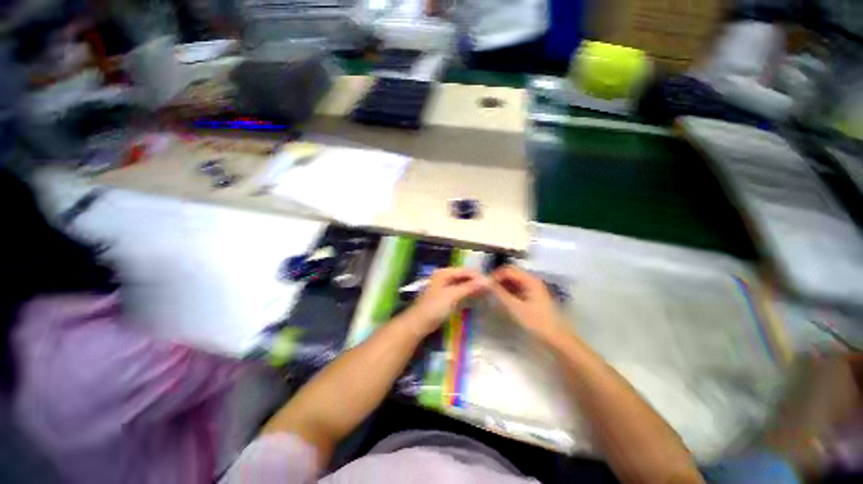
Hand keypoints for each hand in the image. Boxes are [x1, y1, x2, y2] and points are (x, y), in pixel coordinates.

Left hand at [406, 268, 487, 336]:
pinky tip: (475, 298)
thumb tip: (487, 281)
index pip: (465, 271)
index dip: (478, 276)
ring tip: (485, 294)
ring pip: (462, 284)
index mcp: (444, 273)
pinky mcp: (444, 297)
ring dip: (472, 288)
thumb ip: (470, 287)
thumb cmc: (435, 306)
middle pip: (464, 277)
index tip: (491, 283)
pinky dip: (467, 294)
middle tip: (490, 289)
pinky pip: (459, 292)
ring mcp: (444, 287)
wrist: (419, 323)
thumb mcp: (453, 295)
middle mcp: (444, 277)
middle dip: (476, 282)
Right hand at [490, 265, 569, 342]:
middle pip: (511, 273)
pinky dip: (508, 291)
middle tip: (487, 289)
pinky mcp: (532, 296)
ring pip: (513, 280)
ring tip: (492, 294)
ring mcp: (533, 288)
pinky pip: (517, 288)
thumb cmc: (537, 323)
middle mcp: (532, 280)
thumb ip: (499, 293)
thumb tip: (485, 282)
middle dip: (498, 279)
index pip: (508, 269)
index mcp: (530, 280)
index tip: (485, 285)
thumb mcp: (515, 308)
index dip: (495, 275)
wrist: (557, 339)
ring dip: (502, 285)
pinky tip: (502, 299)